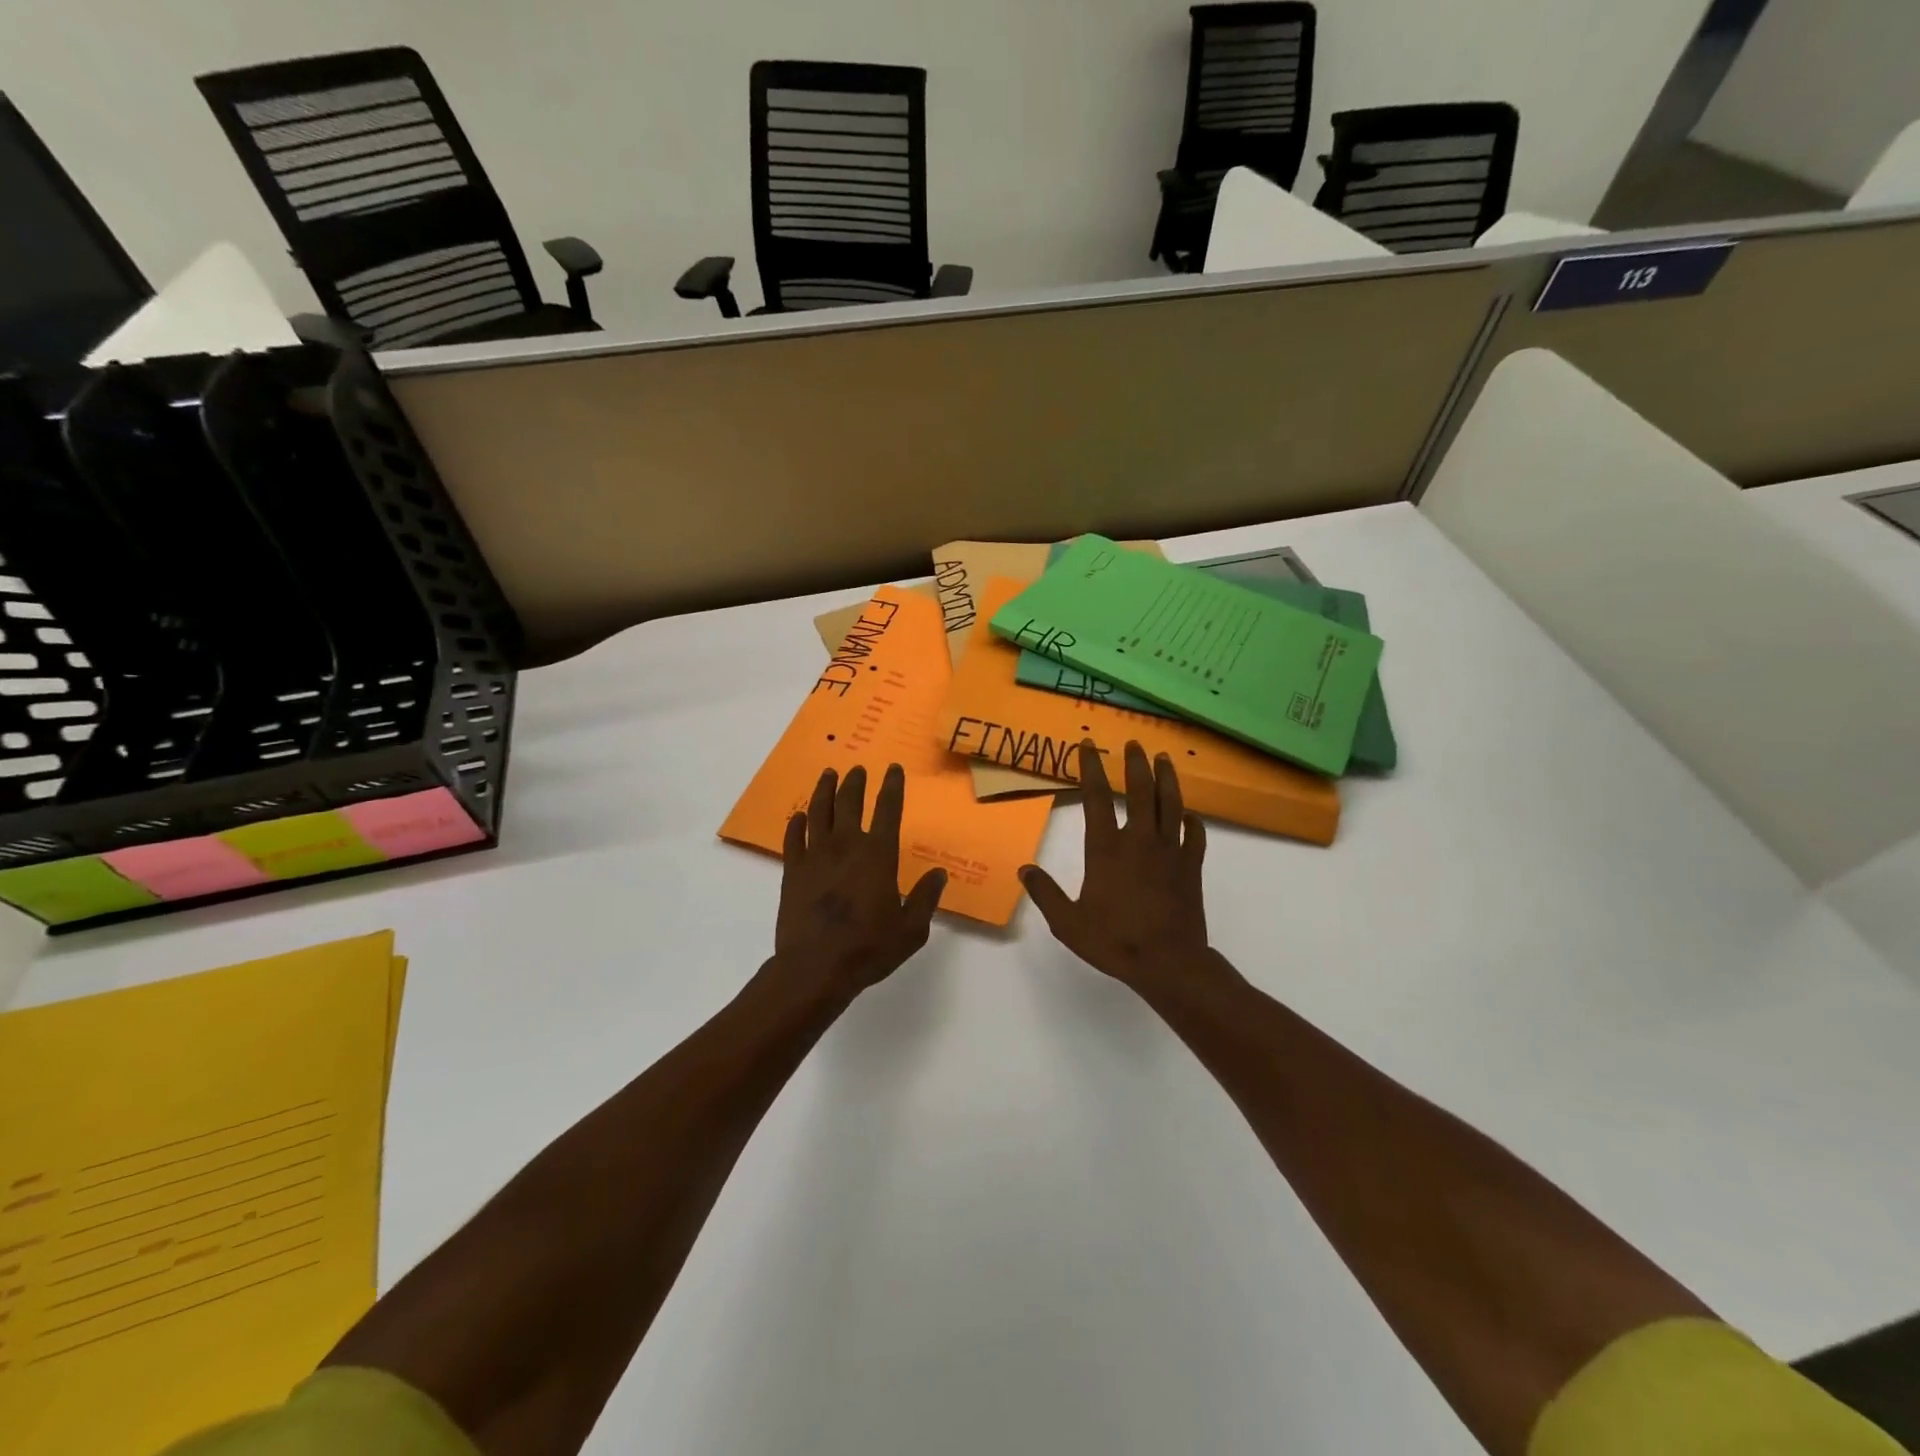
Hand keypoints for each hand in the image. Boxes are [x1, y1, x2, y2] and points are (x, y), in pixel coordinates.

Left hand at [776, 763, 945, 995]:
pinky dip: (796, 823)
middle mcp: (846, 846)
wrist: (815, 968)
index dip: (892, 786)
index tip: (892, 769)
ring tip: (828, 775)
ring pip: (819, 812)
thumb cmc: (869, 949)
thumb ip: (926, 898)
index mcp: (878, 856)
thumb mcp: (911, 930)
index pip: (887, 810)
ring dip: (825, 791)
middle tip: (857, 769)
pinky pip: (793, 838)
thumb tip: (939, 874)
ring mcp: (815, 856)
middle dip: (855, 782)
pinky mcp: (792, 871)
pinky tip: (799, 816)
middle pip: (849, 803)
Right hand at [1021, 741, 1222, 998]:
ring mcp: (1171, 851)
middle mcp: (1140, 840)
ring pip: (1171, 804)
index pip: (1096, 798)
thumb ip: (1046, 893)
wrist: (1169, 962)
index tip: (1088, 746)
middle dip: (1135, 763)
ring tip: (1163, 759)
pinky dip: (1192, 820)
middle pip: (1140, 791)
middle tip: (1134, 743)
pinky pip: (1195, 835)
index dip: (1091, 769)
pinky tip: (1189, 814)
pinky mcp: (1192, 866)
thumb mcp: (1068, 922)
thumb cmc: (1115, 941)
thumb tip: (1024, 869)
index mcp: (1107, 849)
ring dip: (1166, 779)